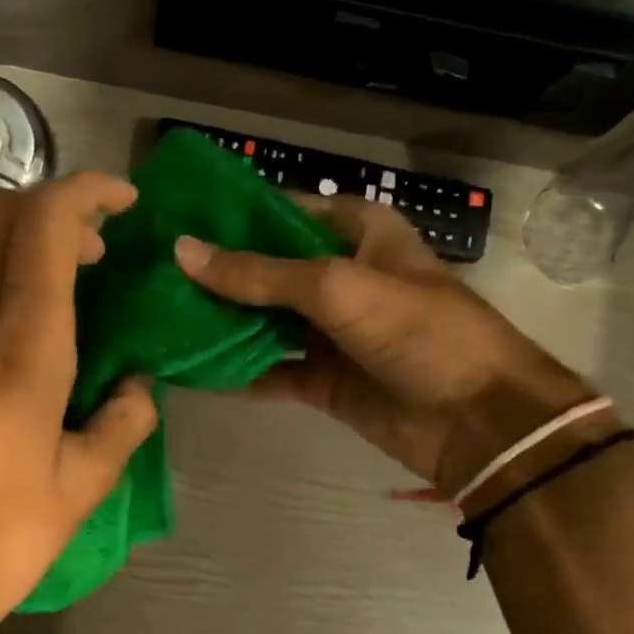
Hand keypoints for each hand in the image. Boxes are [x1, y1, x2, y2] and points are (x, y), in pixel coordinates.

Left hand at [0, 173, 157, 633]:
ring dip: (26, 250)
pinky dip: (3, 288)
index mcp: (20, 353)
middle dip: (52, 208)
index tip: (123, 203)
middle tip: (98, 247)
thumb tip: (136, 389)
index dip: (85, 193)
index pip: (43, 227)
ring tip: (74, 293)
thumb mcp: (82, 487)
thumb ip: (121, 423)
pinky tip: (31, 341)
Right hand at [174, 195, 594, 495]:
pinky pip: (271, 371)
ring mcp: (332, 333)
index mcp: (360, 236)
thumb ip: (259, 273)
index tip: (182, 219)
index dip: (238, 215)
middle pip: (270, 270)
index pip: (288, 212)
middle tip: (156, 273)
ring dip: (222, 324)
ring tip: (160, 317)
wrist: (477, 421)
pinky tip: (190, 370)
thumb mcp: (337, 287)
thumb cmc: (418, 331)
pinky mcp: (324, 381)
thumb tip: (183, 251)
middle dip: (220, 274)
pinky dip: (237, 372)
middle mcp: (343, 278)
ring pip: (266, 322)